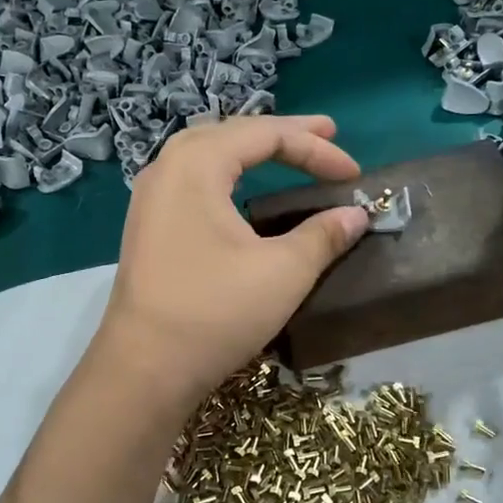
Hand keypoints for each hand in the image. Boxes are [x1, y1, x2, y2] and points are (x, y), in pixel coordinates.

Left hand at [92, 115, 369, 409]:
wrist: (145, 368)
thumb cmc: (215, 312)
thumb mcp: (283, 272)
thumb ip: (324, 236)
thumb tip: (357, 215)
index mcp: (196, 164)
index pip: (265, 136)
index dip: (316, 149)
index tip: (355, 174)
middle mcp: (167, 169)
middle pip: (232, 134)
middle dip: (282, 134)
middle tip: (324, 133)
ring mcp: (150, 198)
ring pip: (206, 154)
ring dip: (250, 150)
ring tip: (284, 151)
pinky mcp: (147, 226)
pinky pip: (192, 180)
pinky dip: (227, 174)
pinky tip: (241, 190)